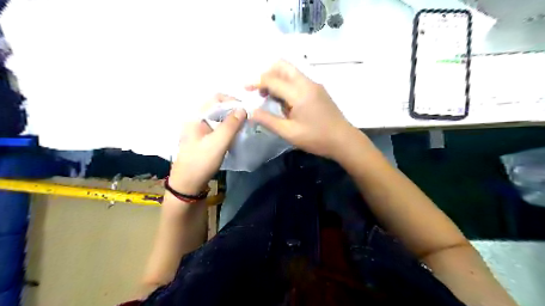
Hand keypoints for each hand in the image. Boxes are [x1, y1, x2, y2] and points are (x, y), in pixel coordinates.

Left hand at [170, 93, 247, 196]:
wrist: (187, 185)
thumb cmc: (201, 162)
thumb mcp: (218, 143)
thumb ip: (230, 125)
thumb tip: (243, 109)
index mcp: (196, 116)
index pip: (216, 98)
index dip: (232, 100)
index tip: (246, 110)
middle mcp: (196, 119)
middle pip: (217, 107)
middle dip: (233, 110)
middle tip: (247, 119)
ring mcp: (198, 129)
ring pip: (217, 117)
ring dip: (231, 119)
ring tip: (243, 127)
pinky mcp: (202, 139)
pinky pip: (216, 127)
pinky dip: (227, 128)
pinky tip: (234, 135)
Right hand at [247, 60, 358, 159]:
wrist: (343, 140)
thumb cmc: (316, 138)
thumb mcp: (289, 133)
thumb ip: (268, 120)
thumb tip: (250, 111)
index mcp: (299, 93)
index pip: (272, 79)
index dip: (256, 81)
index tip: (244, 87)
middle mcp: (307, 83)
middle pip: (283, 65)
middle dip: (267, 73)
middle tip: (259, 90)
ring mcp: (314, 85)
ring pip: (291, 71)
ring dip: (277, 79)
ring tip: (270, 98)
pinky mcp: (318, 90)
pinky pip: (298, 80)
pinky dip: (287, 84)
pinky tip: (285, 102)